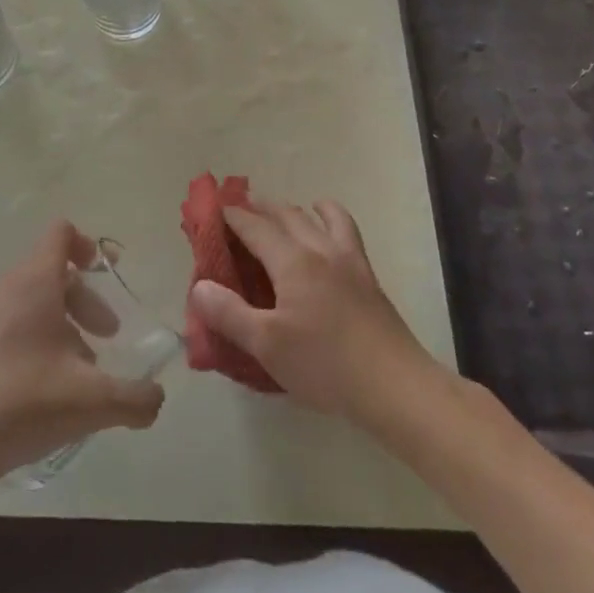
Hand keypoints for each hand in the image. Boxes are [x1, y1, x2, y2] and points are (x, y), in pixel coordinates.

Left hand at [0, 221, 164, 491]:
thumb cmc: (22, 405)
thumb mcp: (91, 402)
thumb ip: (135, 398)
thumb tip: (157, 399)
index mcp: (33, 281)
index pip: (62, 233)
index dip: (89, 245)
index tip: (108, 273)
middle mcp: (3, 286)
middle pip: (51, 272)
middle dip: (84, 300)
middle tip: (104, 337)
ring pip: (28, 301)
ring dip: (59, 324)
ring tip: (74, 371)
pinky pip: (5, 323)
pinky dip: (29, 339)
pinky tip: (37, 389)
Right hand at [187, 196, 435, 422]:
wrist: (394, 385)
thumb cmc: (325, 365)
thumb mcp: (267, 345)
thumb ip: (230, 314)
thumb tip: (199, 286)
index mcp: (292, 262)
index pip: (255, 228)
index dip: (232, 217)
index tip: (213, 210)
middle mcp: (319, 249)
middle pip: (286, 214)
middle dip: (260, 207)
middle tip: (241, 207)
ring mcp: (348, 259)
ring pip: (319, 216)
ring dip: (296, 208)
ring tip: (284, 212)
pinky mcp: (367, 275)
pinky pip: (346, 230)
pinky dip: (330, 218)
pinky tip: (327, 231)